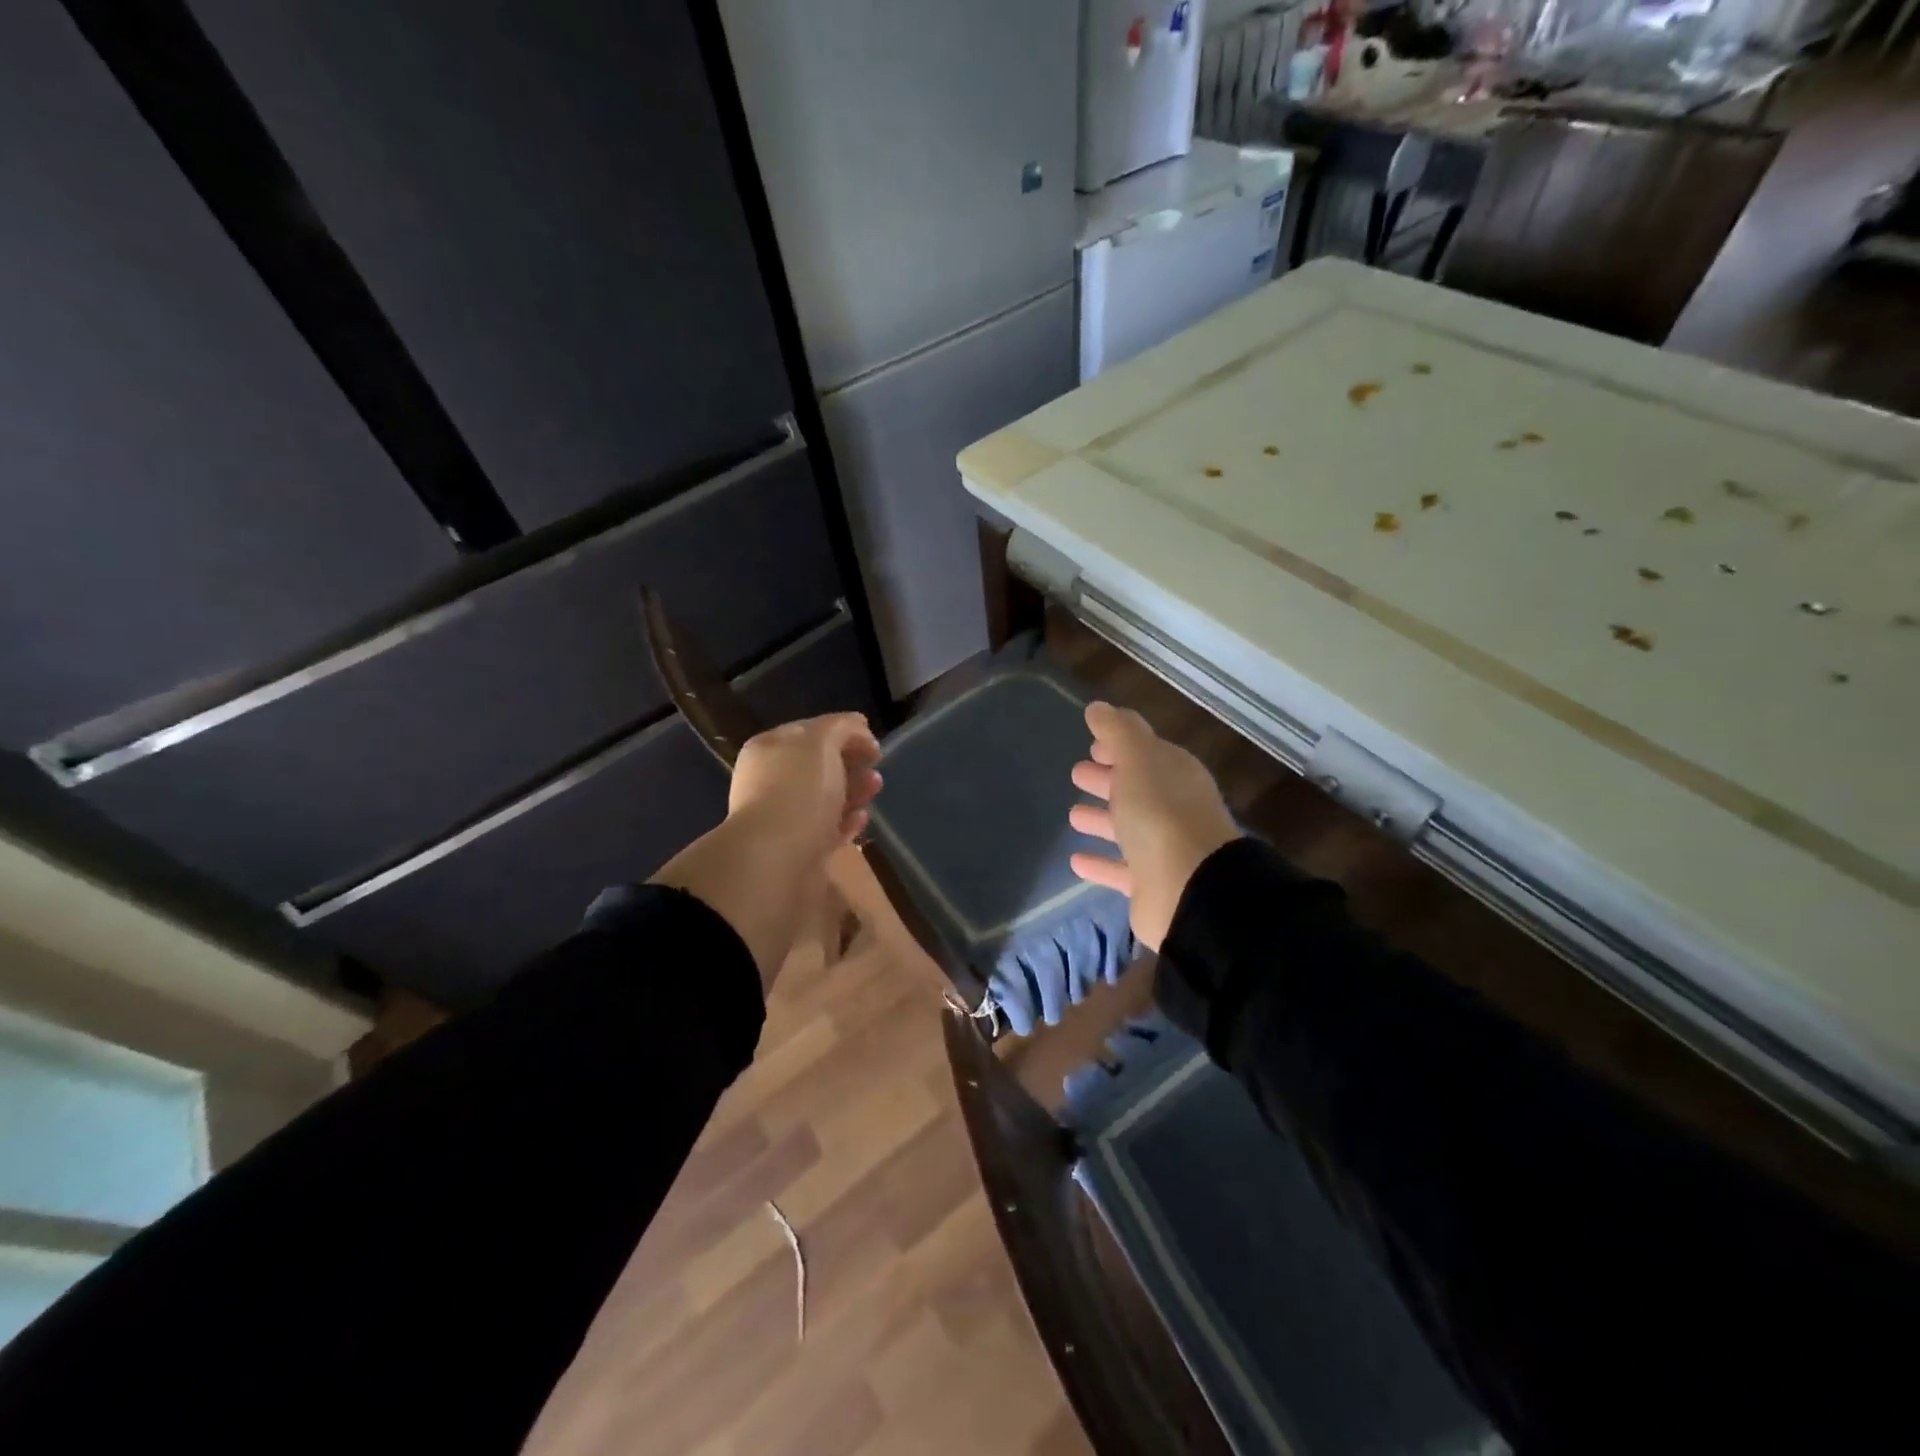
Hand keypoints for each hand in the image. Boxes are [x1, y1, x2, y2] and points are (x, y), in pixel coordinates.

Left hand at [727, 712, 883, 854]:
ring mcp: (783, 817)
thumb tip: (858, 725)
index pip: (810, 731)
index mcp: (770, 749)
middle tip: (876, 767)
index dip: (844, 732)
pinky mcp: (798, 849)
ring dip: (853, 791)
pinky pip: (827, 829)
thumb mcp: (821, 743)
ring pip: (825, 798)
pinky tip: (863, 818)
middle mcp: (771, 780)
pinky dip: (847, 822)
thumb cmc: (797, 791)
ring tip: (876, 790)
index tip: (874, 744)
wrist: (775, 860)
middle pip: (819, 765)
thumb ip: (841, 727)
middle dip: (851, 762)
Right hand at [1068, 702, 1239, 951]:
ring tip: (1073, 815)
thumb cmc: (1161, 814)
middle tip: (1077, 773)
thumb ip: (1117, 731)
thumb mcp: (1138, 760)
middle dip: (1108, 779)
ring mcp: (1163, 848)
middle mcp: (1172, 808)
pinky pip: (1119, 869)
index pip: (1146, 752)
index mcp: (1175, 774)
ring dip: (1102, 819)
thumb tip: (1098, 707)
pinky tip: (1075, 861)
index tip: (1093, 745)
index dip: (1121, 746)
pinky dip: (1099, 863)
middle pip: (1136, 788)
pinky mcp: (1150, 884)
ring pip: (1127, 828)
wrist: (1189, 888)